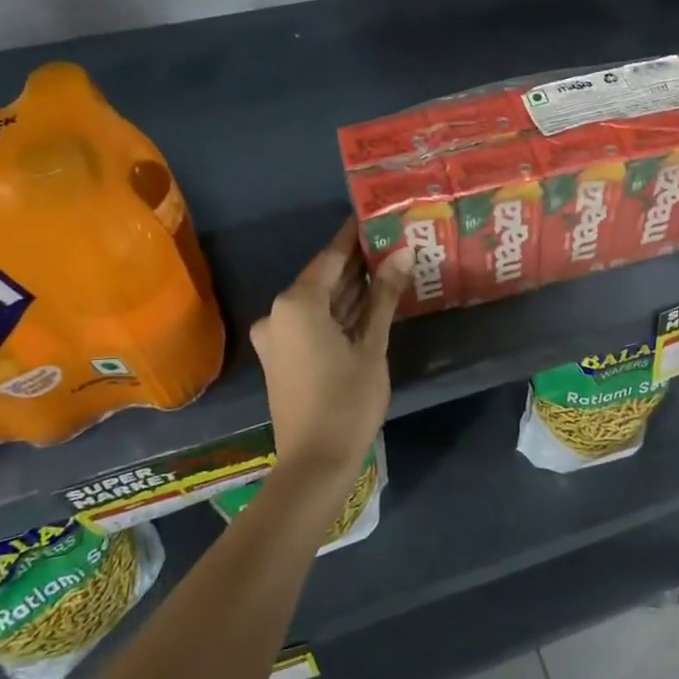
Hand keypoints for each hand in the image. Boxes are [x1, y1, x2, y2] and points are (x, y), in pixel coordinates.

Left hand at [250, 218, 411, 489]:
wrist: (315, 462)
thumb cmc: (348, 400)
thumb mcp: (372, 346)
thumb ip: (384, 296)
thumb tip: (402, 253)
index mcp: (296, 303)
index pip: (331, 256)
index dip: (354, 236)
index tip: (376, 215)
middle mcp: (278, 313)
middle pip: (323, 278)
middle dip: (357, 263)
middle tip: (393, 242)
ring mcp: (276, 336)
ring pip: (319, 301)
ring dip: (350, 289)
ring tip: (389, 267)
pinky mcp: (281, 356)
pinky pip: (312, 321)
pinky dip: (338, 312)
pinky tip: (369, 303)